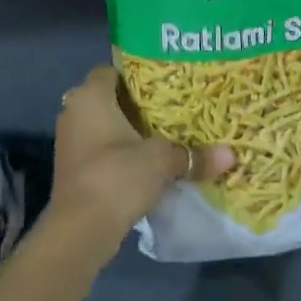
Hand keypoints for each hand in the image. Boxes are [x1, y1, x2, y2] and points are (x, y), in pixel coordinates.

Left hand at [48, 66, 232, 245]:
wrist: (80, 230)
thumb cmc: (116, 176)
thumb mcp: (161, 161)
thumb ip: (193, 154)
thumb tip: (231, 155)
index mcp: (90, 96)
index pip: (111, 71)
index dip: (136, 75)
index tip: (164, 83)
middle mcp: (74, 112)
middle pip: (108, 99)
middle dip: (135, 105)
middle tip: (169, 109)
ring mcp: (70, 142)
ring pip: (102, 127)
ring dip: (126, 132)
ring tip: (163, 135)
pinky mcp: (73, 170)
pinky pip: (99, 150)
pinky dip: (119, 153)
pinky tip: (145, 163)